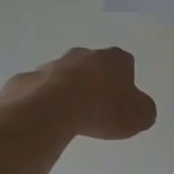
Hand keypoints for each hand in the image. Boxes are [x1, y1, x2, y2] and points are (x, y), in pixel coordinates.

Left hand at [7, 47, 156, 140]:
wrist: (52, 109)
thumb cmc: (102, 109)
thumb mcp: (140, 116)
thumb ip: (144, 110)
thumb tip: (140, 108)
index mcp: (114, 59)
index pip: (125, 64)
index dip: (125, 83)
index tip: (121, 102)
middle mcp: (84, 54)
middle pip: (94, 66)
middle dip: (95, 83)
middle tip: (97, 110)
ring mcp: (54, 64)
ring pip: (65, 76)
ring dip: (69, 91)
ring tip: (71, 118)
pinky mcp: (29, 79)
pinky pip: (41, 89)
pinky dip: (45, 101)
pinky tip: (48, 119)